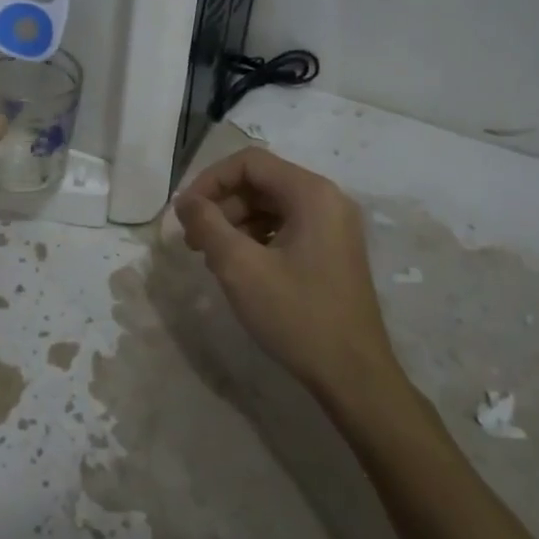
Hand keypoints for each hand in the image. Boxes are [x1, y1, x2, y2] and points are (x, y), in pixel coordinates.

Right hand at [174, 147, 393, 397]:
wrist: (354, 376)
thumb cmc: (297, 316)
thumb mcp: (240, 268)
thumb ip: (207, 225)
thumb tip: (184, 201)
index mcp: (312, 193)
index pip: (249, 162)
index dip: (210, 181)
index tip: (185, 213)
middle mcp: (327, 199)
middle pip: (260, 182)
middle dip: (221, 205)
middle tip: (192, 240)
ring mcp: (333, 226)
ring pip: (271, 205)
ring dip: (235, 223)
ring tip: (211, 257)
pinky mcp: (332, 249)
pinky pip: (285, 227)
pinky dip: (256, 238)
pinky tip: (238, 267)